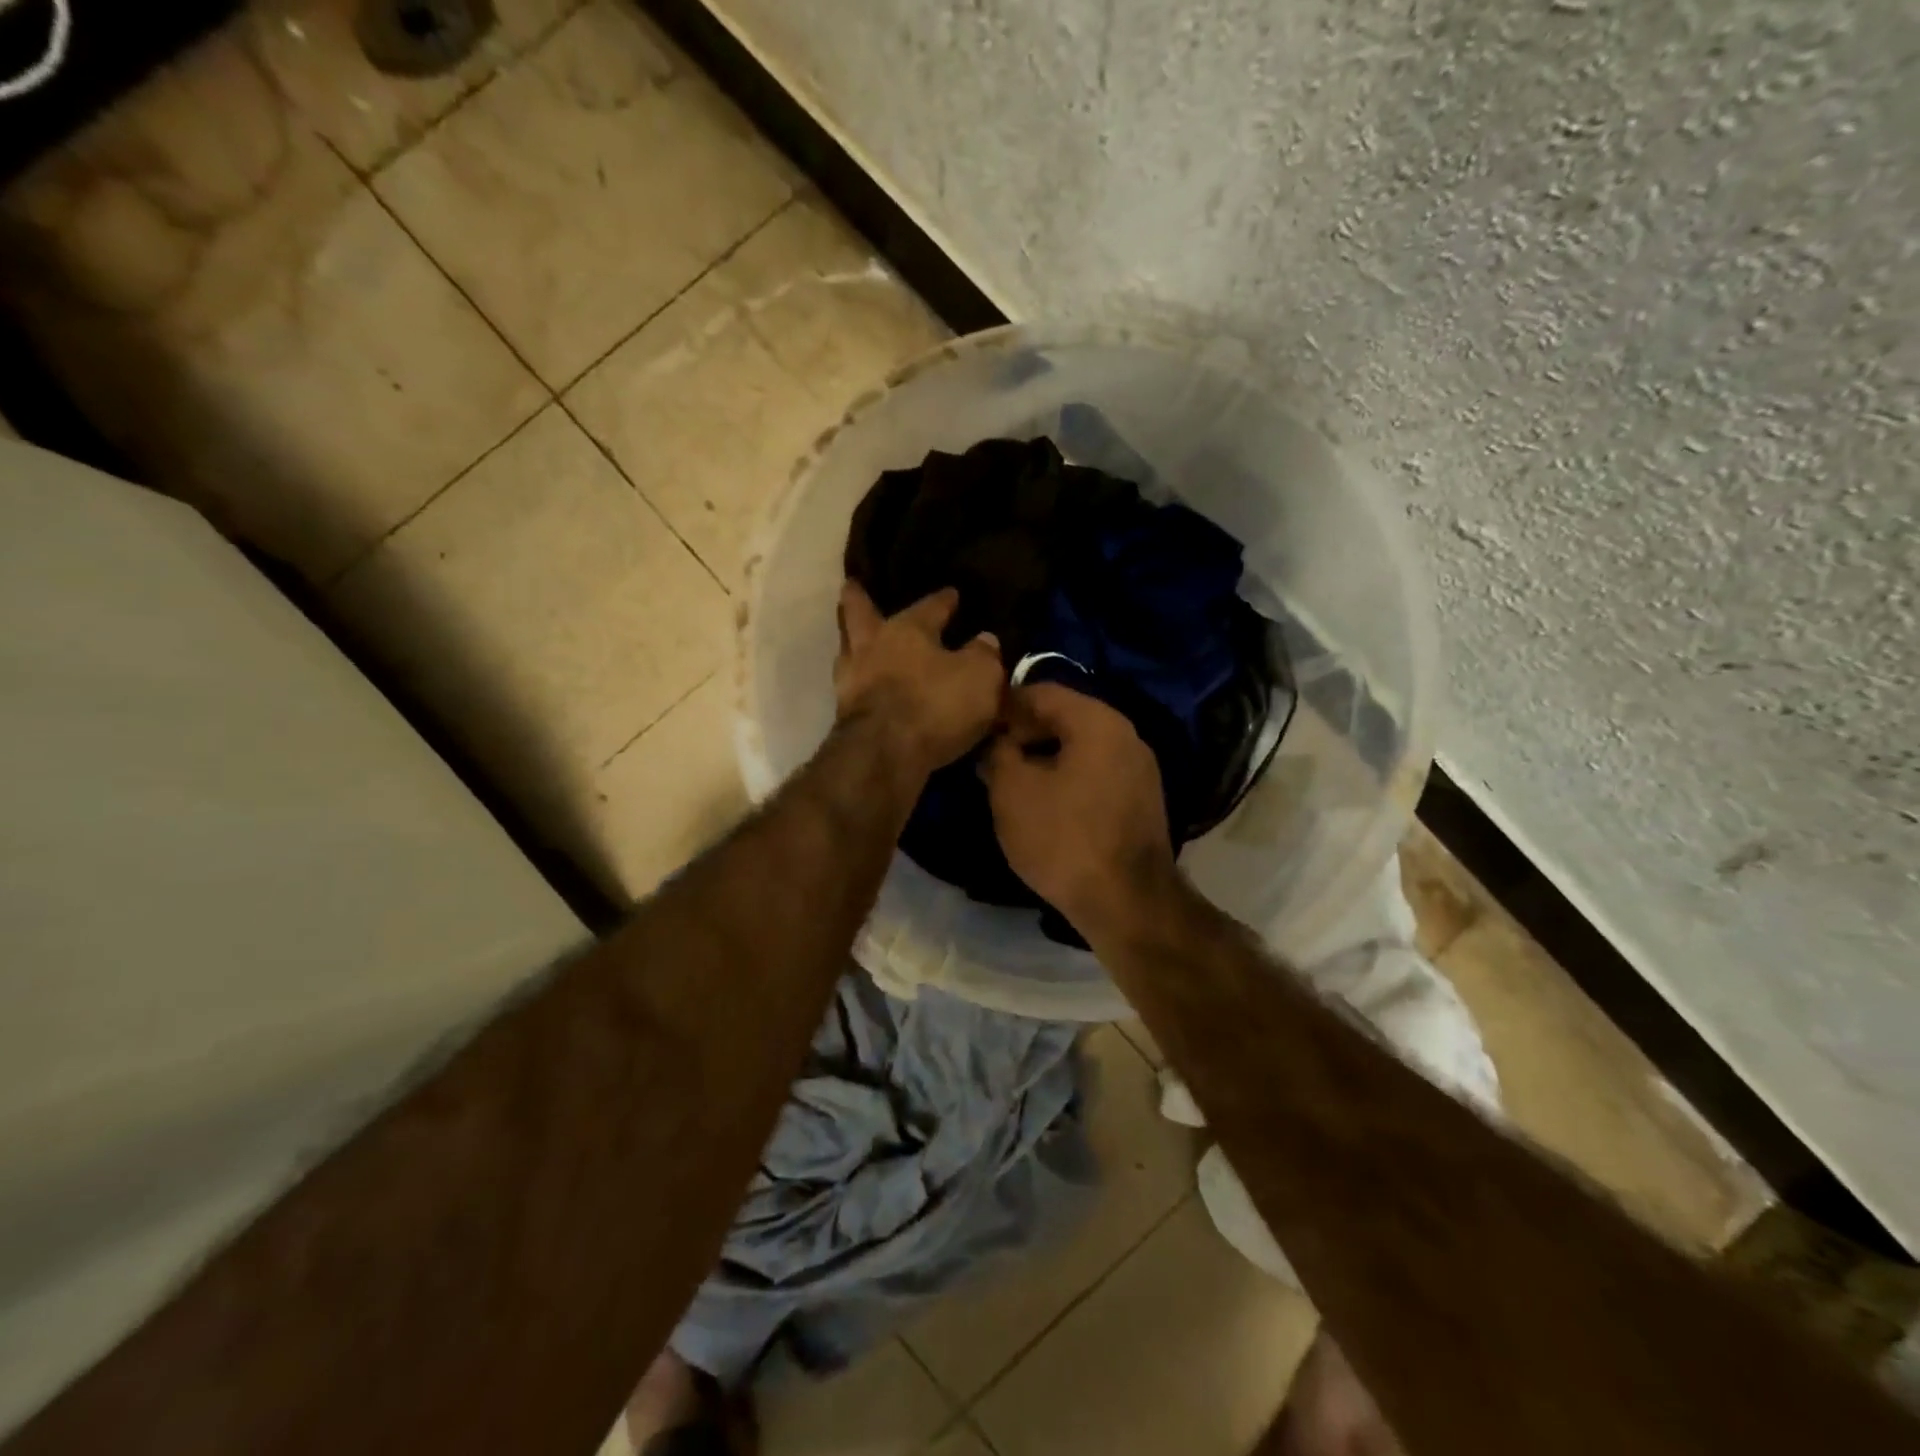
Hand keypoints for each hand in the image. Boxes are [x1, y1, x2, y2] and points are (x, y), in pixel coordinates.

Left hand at [834, 582, 1004, 779]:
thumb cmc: (935, 704)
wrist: (883, 754)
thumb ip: (984, 655)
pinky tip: (867, 688)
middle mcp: (873, 645)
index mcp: (908, 628)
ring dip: (853, 644)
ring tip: (860, 643)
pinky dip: (858, 684)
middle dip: (858, 598)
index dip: (944, 600)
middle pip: (858, 612)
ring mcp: (851, 679)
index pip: (930, 605)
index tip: (951, 594)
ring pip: (847, 650)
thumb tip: (984, 640)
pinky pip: (851, 688)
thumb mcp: (980, 677)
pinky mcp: (844, 713)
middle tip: (852, 586)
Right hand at [980, 683, 1177, 940]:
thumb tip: (995, 743)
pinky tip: (1044, 805)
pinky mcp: (1141, 799)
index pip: (1041, 691)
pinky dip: (1067, 778)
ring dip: (1043, 758)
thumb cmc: (1063, 838)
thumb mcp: (1012, 792)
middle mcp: (1125, 734)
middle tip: (990, 759)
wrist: (1127, 902)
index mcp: (1097, 721)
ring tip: (1012, 784)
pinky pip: (1095, 773)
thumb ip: (997, 754)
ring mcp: (1139, 768)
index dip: (1003, 706)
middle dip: (1023, 733)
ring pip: (1080, 747)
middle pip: (1064, 717)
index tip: (976, 728)